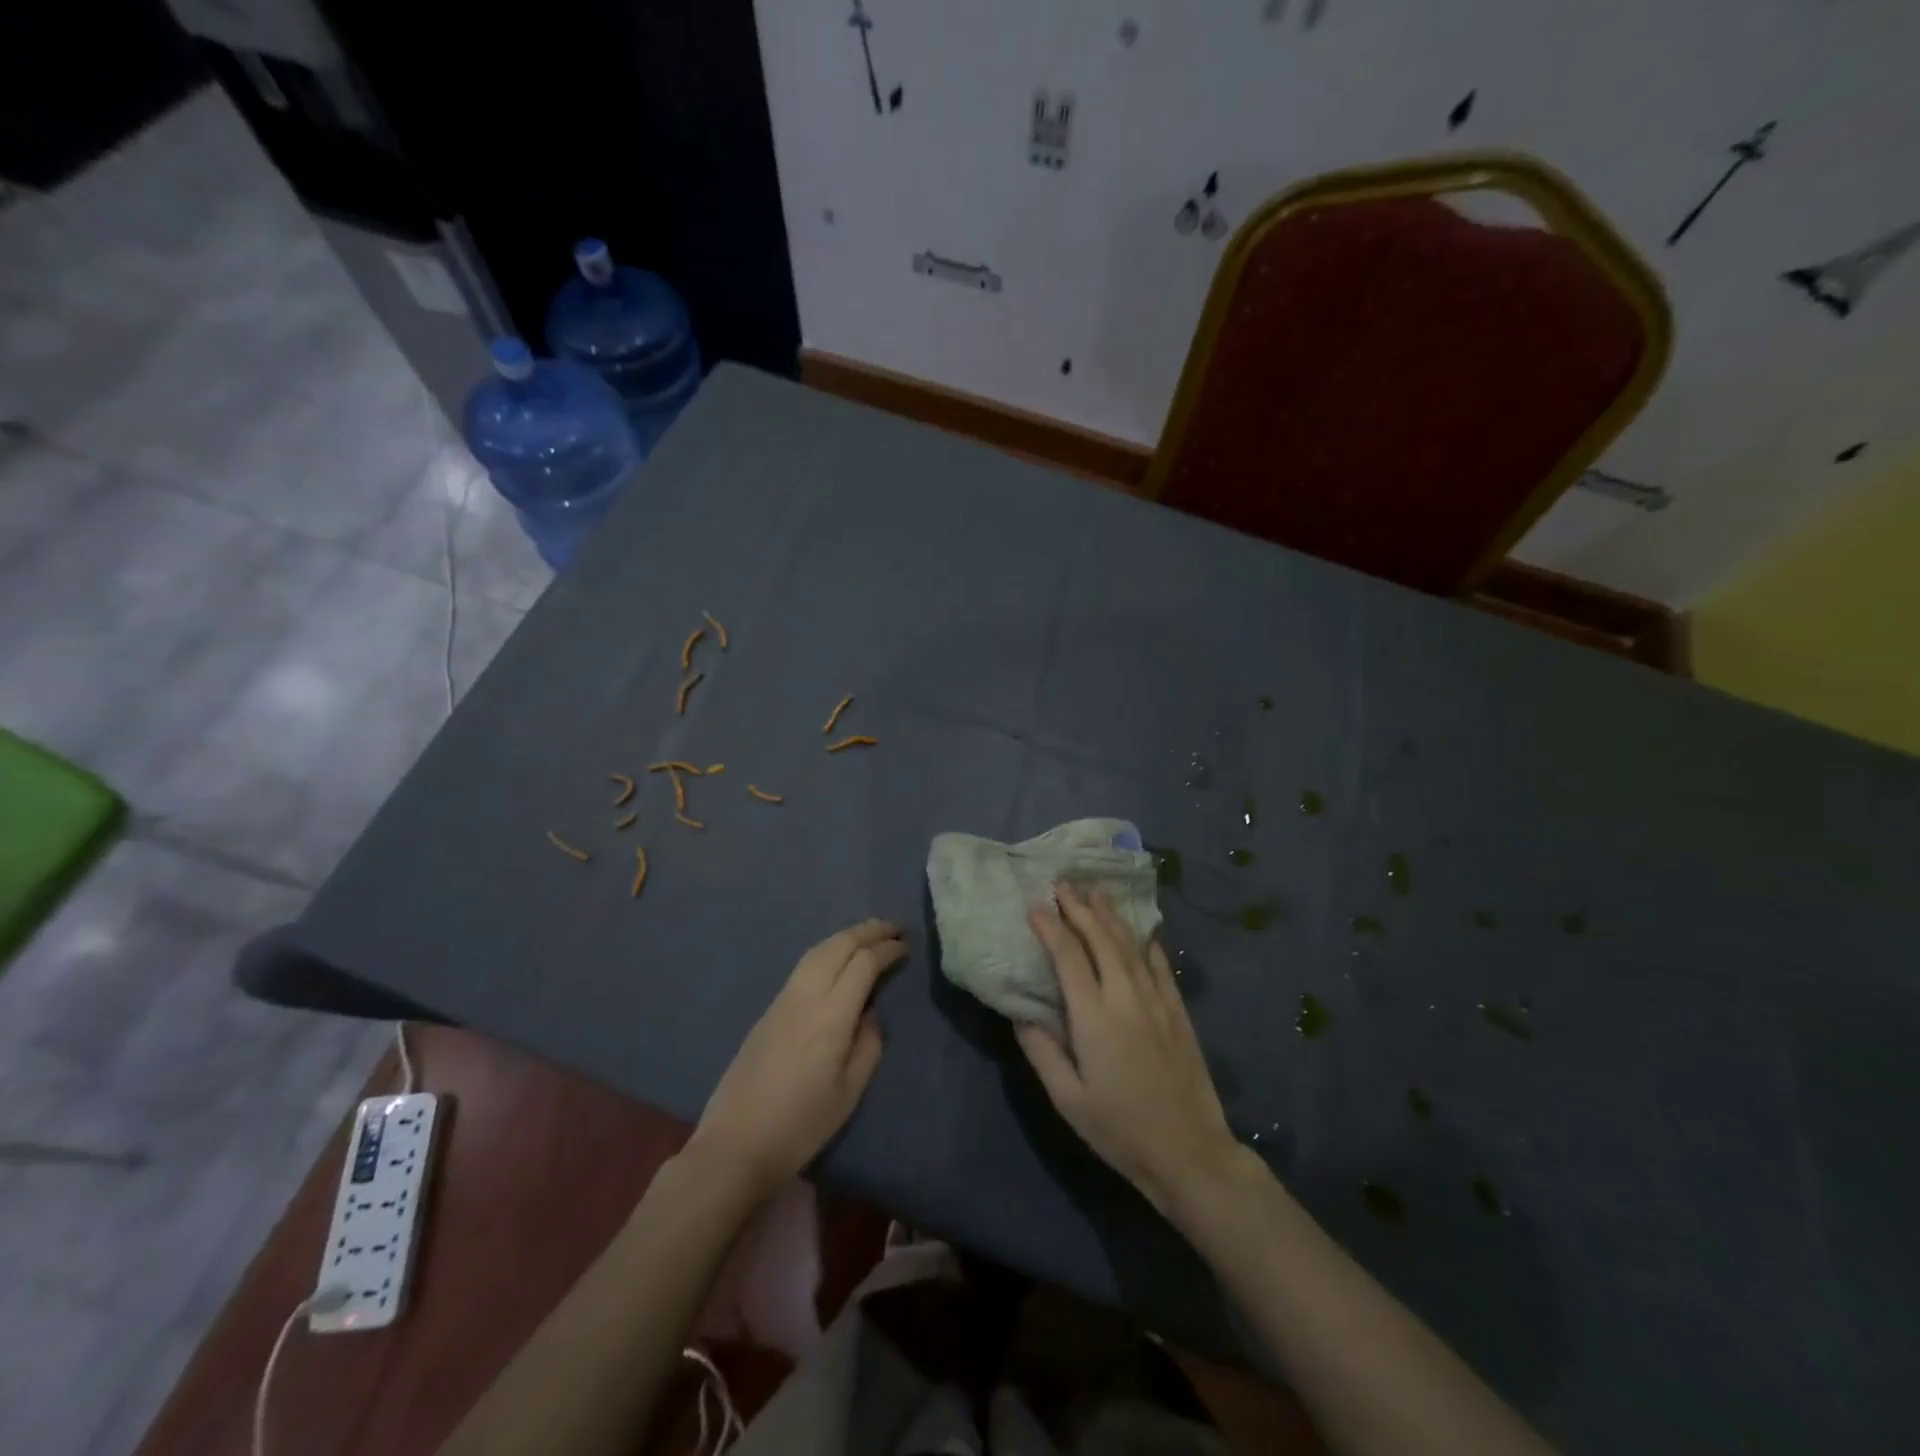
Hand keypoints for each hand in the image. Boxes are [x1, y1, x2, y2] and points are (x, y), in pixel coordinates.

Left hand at [687, 919, 906, 1199]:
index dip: (887, 949)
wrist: (735, 1145)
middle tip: (895, 927)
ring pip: (817, 950)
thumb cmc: (800, 1126)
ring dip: (846, 936)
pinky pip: (804, 964)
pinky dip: (828, 950)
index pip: (863, 964)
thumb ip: (868, 1046)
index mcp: (831, 1016)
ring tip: (869, 934)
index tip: (907, 945)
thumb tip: (870, 1014)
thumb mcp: (848, 1093)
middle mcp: (806, 997)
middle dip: (869, 930)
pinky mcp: (768, 1009)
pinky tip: (837, 958)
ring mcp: (783, 1000)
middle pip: (839, 946)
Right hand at [1016, 882, 1238, 1216]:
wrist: (1189, 1152)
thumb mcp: (1068, 1099)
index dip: (1051, 927)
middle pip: (1101, 939)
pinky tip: (1142, 930)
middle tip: (1063, 883)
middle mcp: (1126, 997)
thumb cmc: (1119, 1129)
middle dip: (1080, 908)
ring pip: (1131, 945)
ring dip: (1111, 916)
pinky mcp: (1178, 1012)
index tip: (1034, 907)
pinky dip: (1147, 943)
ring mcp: (1157, 1001)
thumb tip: (1019, 1011)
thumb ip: (1041, 1050)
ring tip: (1096, 892)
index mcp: (1094, 1017)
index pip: (1069, 956)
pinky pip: (1160, 966)